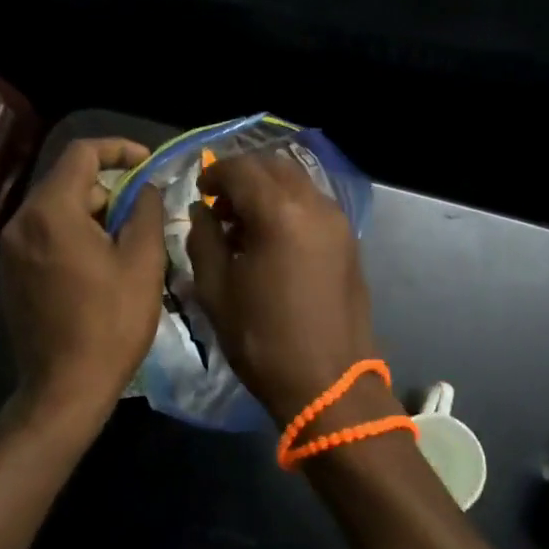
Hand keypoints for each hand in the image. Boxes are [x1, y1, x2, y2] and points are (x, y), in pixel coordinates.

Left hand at [0, 138, 165, 440]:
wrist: (63, 391)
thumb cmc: (110, 324)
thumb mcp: (143, 263)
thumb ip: (146, 211)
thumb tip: (145, 188)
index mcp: (51, 212)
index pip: (82, 153)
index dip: (120, 149)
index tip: (149, 164)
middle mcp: (21, 222)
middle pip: (69, 181)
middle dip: (110, 190)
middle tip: (143, 216)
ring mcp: (10, 249)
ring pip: (57, 209)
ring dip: (94, 214)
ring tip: (126, 246)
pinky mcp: (10, 273)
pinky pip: (45, 235)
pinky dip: (73, 235)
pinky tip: (98, 268)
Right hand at [186, 152, 376, 426]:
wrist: (329, 383)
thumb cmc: (263, 338)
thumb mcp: (216, 289)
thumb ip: (203, 238)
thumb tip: (203, 211)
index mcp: (279, 212)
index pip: (241, 168)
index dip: (215, 173)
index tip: (199, 191)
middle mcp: (314, 204)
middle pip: (273, 166)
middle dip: (242, 176)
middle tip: (220, 204)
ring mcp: (337, 221)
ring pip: (296, 181)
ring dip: (267, 189)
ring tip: (244, 223)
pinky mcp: (348, 239)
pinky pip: (313, 203)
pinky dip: (288, 204)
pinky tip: (272, 237)